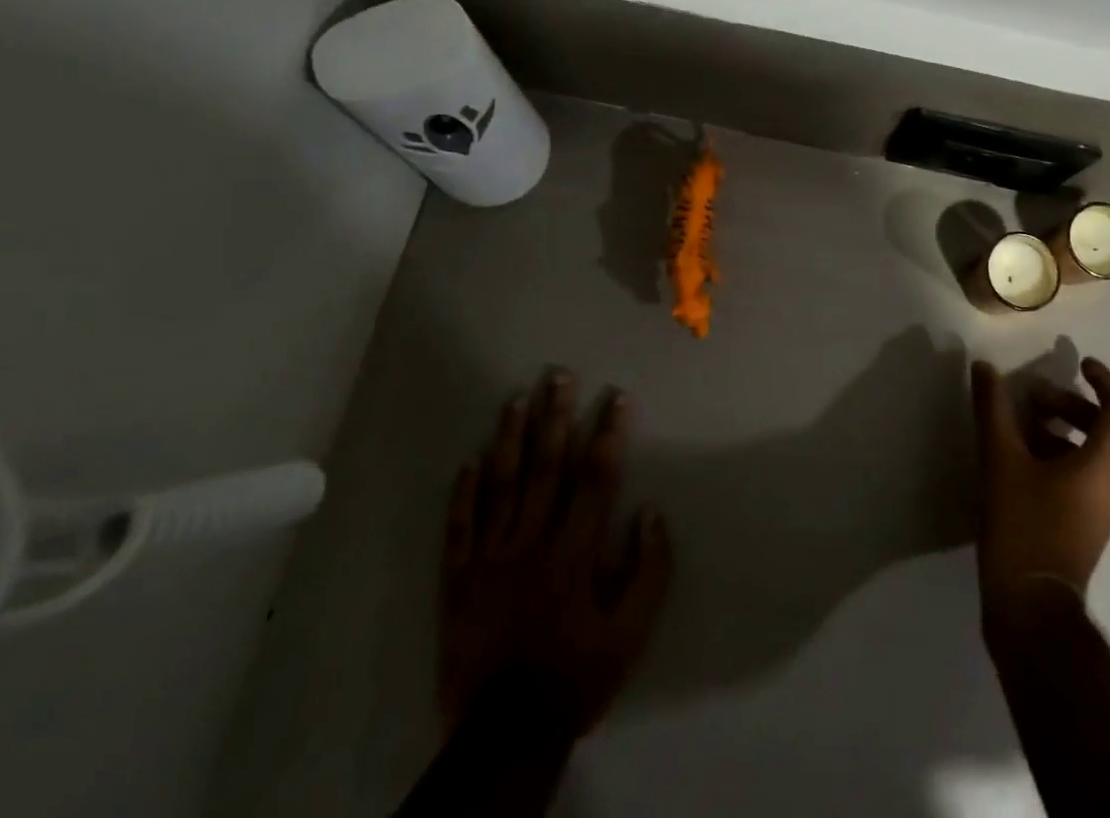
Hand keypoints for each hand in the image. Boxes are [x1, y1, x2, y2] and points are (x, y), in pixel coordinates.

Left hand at [439, 370, 672, 744]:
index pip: (595, 477)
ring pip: (500, 485)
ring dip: (510, 438)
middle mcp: (529, 542)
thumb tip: (651, 512)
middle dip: (554, 416)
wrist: (504, 736)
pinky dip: (464, 492)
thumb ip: (647, 571)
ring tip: (516, 398)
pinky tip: (470, 459)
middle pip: (545, 467)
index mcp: (572, 551)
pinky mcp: (458, 580)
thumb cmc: (575, 677)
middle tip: (558, 374)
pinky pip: (459, 528)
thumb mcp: (630, 635)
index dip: (608, 433)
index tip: (617, 396)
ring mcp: (489, 558)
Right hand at [969, 356, 1109, 615]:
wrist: (1030, 609)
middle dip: (1066, 404)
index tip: (1078, 361)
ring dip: (1056, 430)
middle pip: (1101, 429)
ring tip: (1015, 427)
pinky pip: (1078, 477)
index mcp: (1103, 466)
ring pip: (1087, 454)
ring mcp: (1100, 512)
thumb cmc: (1023, 526)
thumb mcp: (1001, 459)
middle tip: (1028, 398)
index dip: (1103, 380)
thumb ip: (993, 409)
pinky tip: (1016, 460)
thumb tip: (984, 368)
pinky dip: (1054, 456)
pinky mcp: (1084, 529)